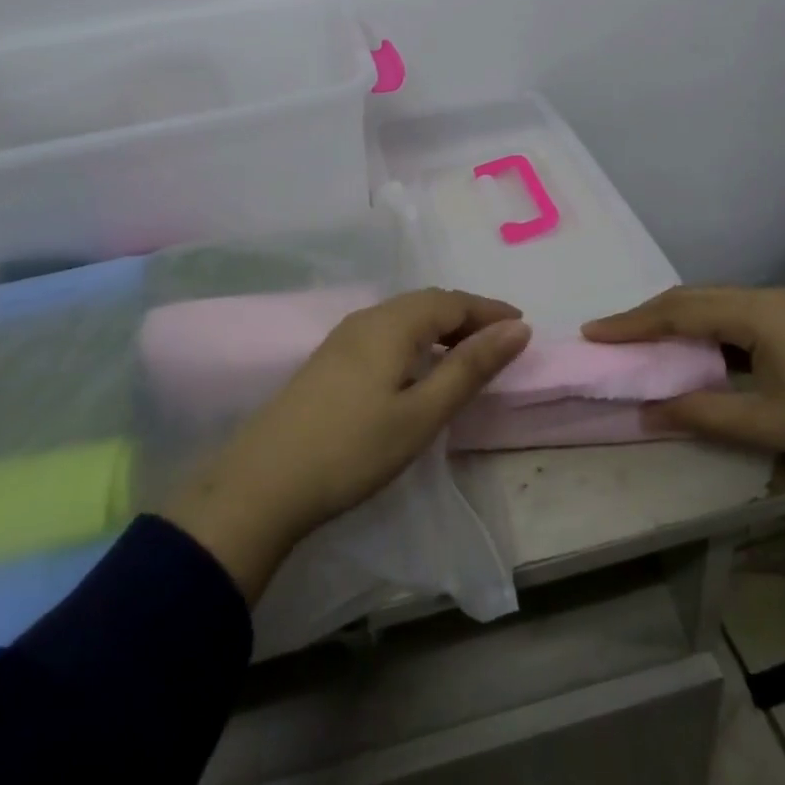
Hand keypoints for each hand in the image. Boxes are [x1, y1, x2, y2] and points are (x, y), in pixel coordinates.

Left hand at [164, 289, 529, 601]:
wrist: (263, 484)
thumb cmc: (353, 449)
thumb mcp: (422, 413)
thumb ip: (470, 368)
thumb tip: (517, 328)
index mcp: (392, 323)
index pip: (452, 301)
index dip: (489, 310)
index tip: (522, 325)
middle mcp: (367, 318)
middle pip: (427, 303)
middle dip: (467, 316)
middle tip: (501, 340)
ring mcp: (342, 338)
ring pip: (404, 317)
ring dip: (441, 328)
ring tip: (467, 354)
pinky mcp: (329, 360)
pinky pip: (385, 333)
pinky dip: (415, 340)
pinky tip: (418, 367)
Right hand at [582, 286, 784, 484]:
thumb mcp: (769, 422)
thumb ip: (703, 414)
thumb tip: (646, 412)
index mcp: (754, 312)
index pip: (676, 311)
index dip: (631, 323)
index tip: (592, 333)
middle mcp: (764, 299)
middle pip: (691, 299)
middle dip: (647, 317)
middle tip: (610, 337)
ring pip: (713, 305)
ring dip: (675, 322)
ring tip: (643, 344)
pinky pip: (734, 317)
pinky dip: (703, 331)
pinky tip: (698, 353)